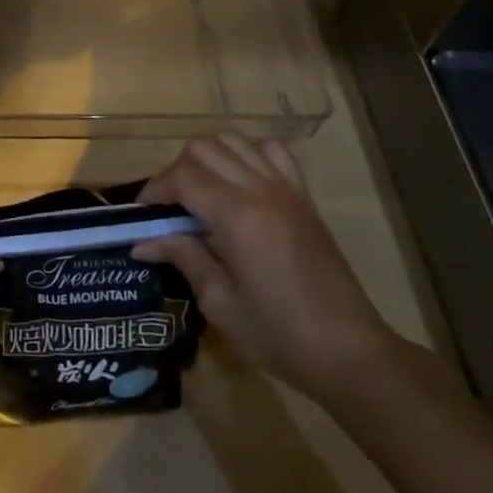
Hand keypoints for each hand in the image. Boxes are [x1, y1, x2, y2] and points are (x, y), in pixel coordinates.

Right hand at [134, 133, 396, 402]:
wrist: (350, 352)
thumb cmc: (280, 335)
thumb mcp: (220, 303)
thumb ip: (183, 258)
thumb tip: (143, 241)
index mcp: (236, 217)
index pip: (182, 178)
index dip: (155, 190)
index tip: (143, 216)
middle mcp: (260, 190)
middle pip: (204, 148)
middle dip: (177, 171)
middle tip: (170, 207)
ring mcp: (285, 189)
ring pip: (233, 141)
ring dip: (208, 159)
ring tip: (200, 193)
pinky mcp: (303, 196)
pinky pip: (271, 151)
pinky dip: (247, 155)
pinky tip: (241, 184)